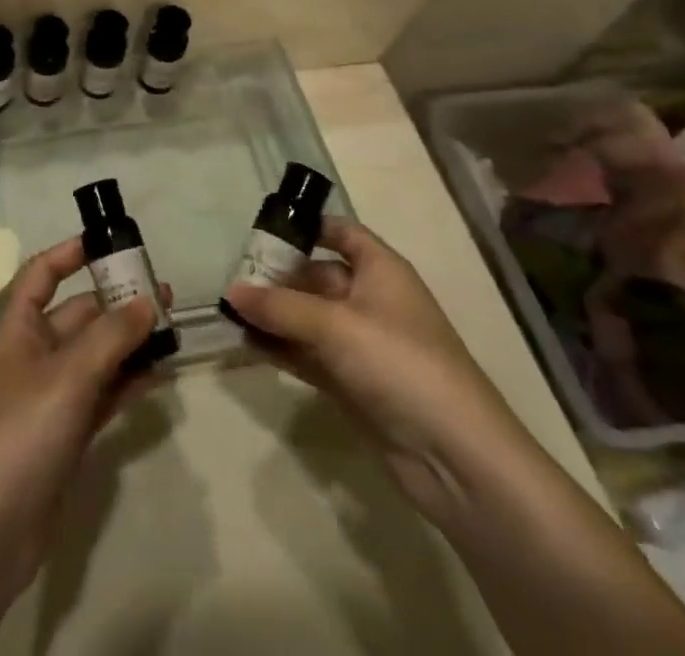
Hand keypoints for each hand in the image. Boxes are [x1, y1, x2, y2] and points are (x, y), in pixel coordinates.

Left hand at [0, 236, 162, 608]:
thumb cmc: (20, 434)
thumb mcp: (68, 376)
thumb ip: (111, 337)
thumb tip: (147, 301)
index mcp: (17, 328)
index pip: (42, 274)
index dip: (71, 254)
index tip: (109, 243)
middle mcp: (32, 355)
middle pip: (77, 315)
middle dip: (117, 302)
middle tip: (164, 294)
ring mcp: (49, 397)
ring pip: (94, 356)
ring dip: (128, 342)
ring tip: (171, 330)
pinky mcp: (65, 434)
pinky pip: (100, 395)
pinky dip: (126, 382)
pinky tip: (158, 374)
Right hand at [223, 218, 528, 523]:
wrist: (457, 459)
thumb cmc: (400, 364)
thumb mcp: (334, 325)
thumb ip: (279, 306)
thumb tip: (230, 291)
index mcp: (380, 270)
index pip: (341, 232)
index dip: (307, 226)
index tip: (262, 228)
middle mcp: (370, 300)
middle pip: (316, 275)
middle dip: (276, 276)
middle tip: (230, 277)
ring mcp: (361, 345)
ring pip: (307, 317)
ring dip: (272, 315)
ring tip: (227, 312)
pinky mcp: (352, 383)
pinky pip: (307, 354)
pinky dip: (280, 348)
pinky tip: (244, 345)